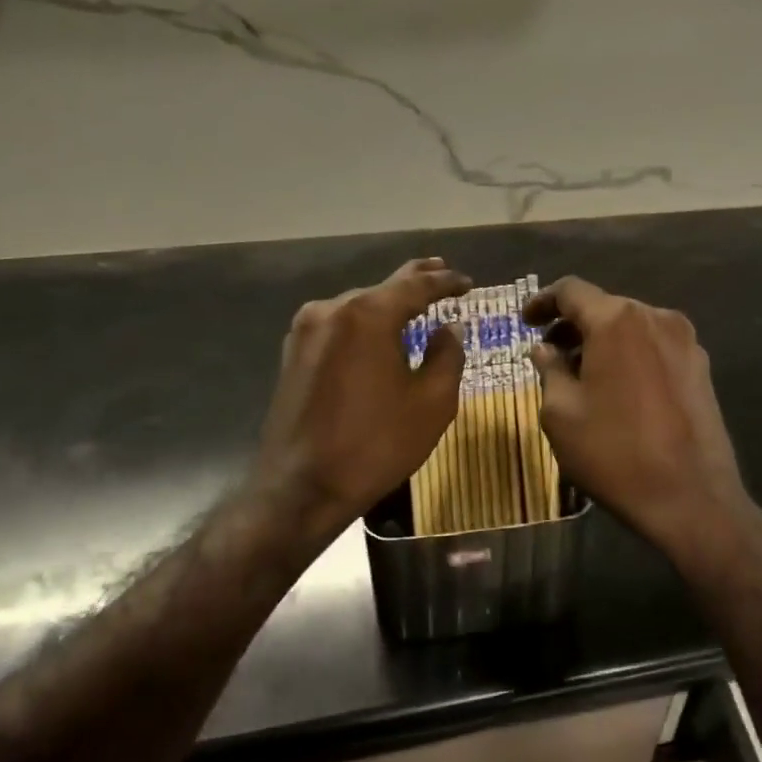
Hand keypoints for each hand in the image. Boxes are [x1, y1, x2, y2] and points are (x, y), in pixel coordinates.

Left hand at [251, 257, 470, 548]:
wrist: (300, 489)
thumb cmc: (375, 445)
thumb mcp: (431, 403)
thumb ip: (447, 355)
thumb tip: (451, 327)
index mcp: (367, 315)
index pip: (416, 285)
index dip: (446, 281)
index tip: (467, 283)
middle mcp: (332, 310)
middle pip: (383, 288)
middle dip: (415, 281)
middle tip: (441, 271)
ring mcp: (306, 330)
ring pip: (358, 306)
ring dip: (387, 303)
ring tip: (414, 302)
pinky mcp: (293, 353)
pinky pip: (338, 325)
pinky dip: (364, 323)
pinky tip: (377, 331)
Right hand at [524, 277, 752, 561]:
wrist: (692, 499)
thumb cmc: (615, 453)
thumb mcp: (562, 414)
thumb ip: (549, 370)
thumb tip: (544, 349)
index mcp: (616, 320)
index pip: (571, 290)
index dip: (542, 301)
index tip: (525, 321)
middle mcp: (655, 317)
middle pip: (604, 306)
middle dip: (573, 325)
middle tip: (549, 353)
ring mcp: (685, 340)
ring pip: (631, 327)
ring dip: (602, 341)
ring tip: (581, 374)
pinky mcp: (701, 366)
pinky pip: (654, 346)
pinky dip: (629, 354)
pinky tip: (618, 388)